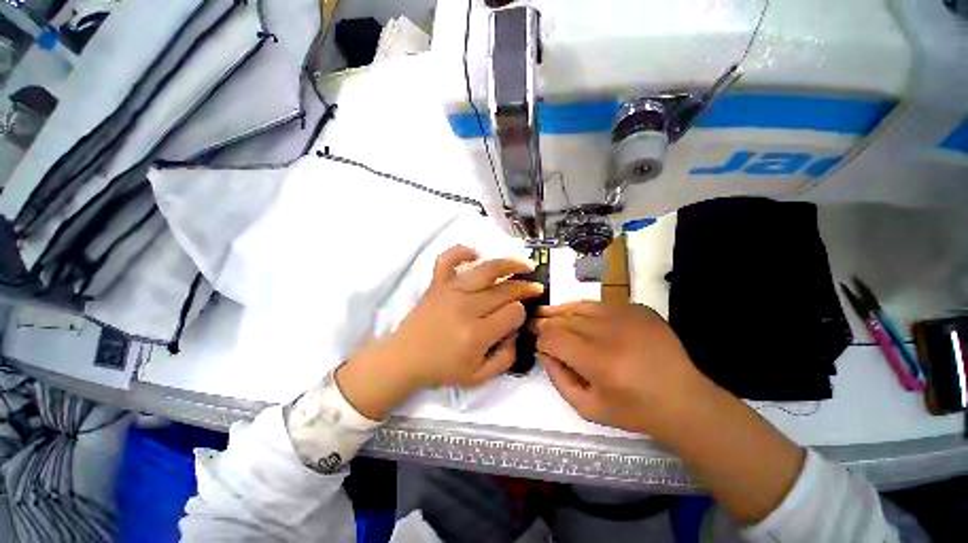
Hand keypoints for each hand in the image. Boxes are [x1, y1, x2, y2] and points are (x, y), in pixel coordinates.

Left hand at [336, 246, 543, 418]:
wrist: (404, 358)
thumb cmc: (442, 369)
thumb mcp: (479, 377)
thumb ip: (506, 359)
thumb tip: (517, 333)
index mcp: (476, 334)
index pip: (513, 312)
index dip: (521, 313)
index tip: (519, 316)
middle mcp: (465, 307)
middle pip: (504, 290)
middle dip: (525, 288)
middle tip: (535, 287)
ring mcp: (450, 291)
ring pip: (486, 270)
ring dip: (509, 264)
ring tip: (524, 264)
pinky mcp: (437, 283)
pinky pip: (448, 259)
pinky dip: (462, 251)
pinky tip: (476, 253)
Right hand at [533, 301, 708, 438]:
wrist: (684, 400)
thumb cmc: (634, 411)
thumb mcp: (588, 408)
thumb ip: (559, 380)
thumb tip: (545, 352)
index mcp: (598, 361)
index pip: (554, 338)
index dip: (541, 339)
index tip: (539, 345)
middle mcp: (610, 333)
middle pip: (564, 319)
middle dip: (546, 323)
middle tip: (534, 323)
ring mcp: (627, 316)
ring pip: (580, 307)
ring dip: (561, 312)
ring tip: (547, 313)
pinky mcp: (638, 309)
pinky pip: (600, 304)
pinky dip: (584, 309)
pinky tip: (578, 316)